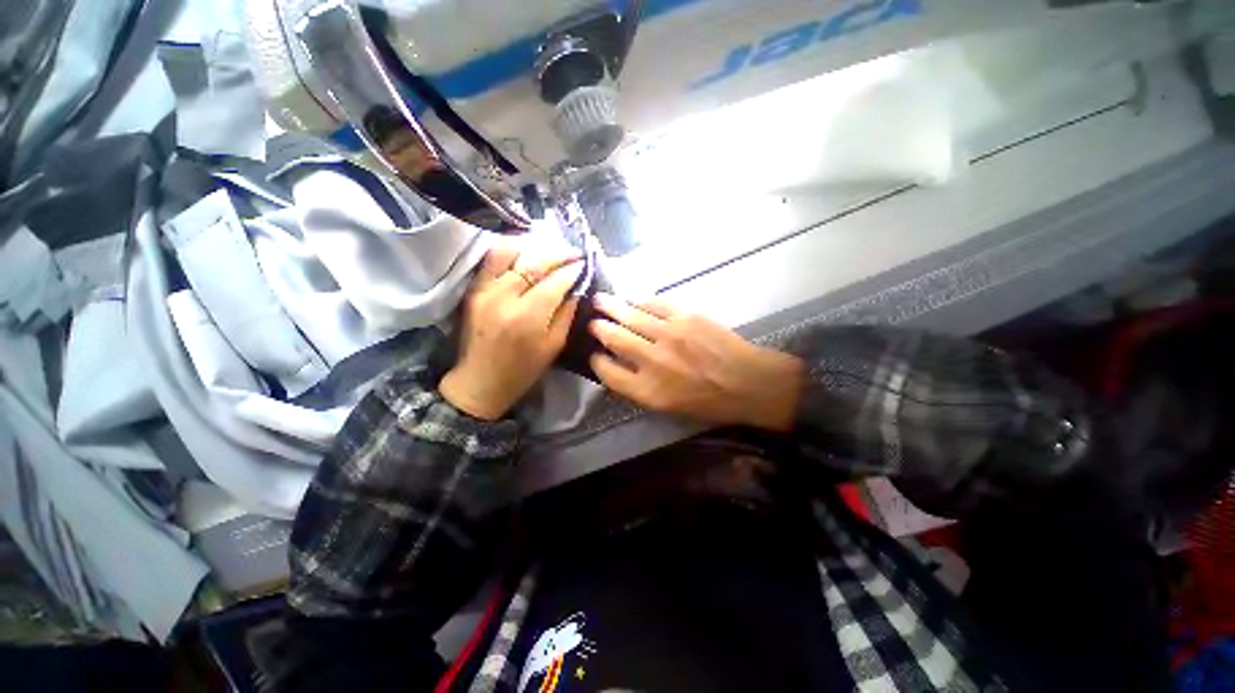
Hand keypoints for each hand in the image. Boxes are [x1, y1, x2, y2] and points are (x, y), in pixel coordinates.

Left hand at [440, 243, 583, 419]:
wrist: (480, 382)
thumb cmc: (523, 370)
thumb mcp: (554, 346)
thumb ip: (566, 314)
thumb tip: (575, 288)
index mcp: (529, 317)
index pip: (555, 282)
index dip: (572, 270)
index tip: (583, 264)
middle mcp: (505, 298)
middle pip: (535, 263)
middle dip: (558, 255)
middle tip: (574, 253)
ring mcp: (485, 291)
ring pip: (510, 253)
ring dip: (533, 250)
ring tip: (549, 254)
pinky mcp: (473, 290)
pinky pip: (490, 260)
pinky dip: (509, 252)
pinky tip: (524, 255)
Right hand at [589, 293, 803, 430]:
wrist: (747, 382)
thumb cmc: (708, 401)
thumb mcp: (667, 407)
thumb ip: (638, 387)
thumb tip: (618, 365)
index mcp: (647, 390)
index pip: (608, 372)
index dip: (596, 361)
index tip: (594, 354)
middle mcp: (652, 360)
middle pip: (614, 338)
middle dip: (598, 328)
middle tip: (591, 321)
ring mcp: (669, 335)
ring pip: (630, 316)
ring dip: (611, 306)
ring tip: (599, 300)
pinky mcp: (685, 316)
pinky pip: (654, 303)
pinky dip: (639, 300)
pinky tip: (632, 298)